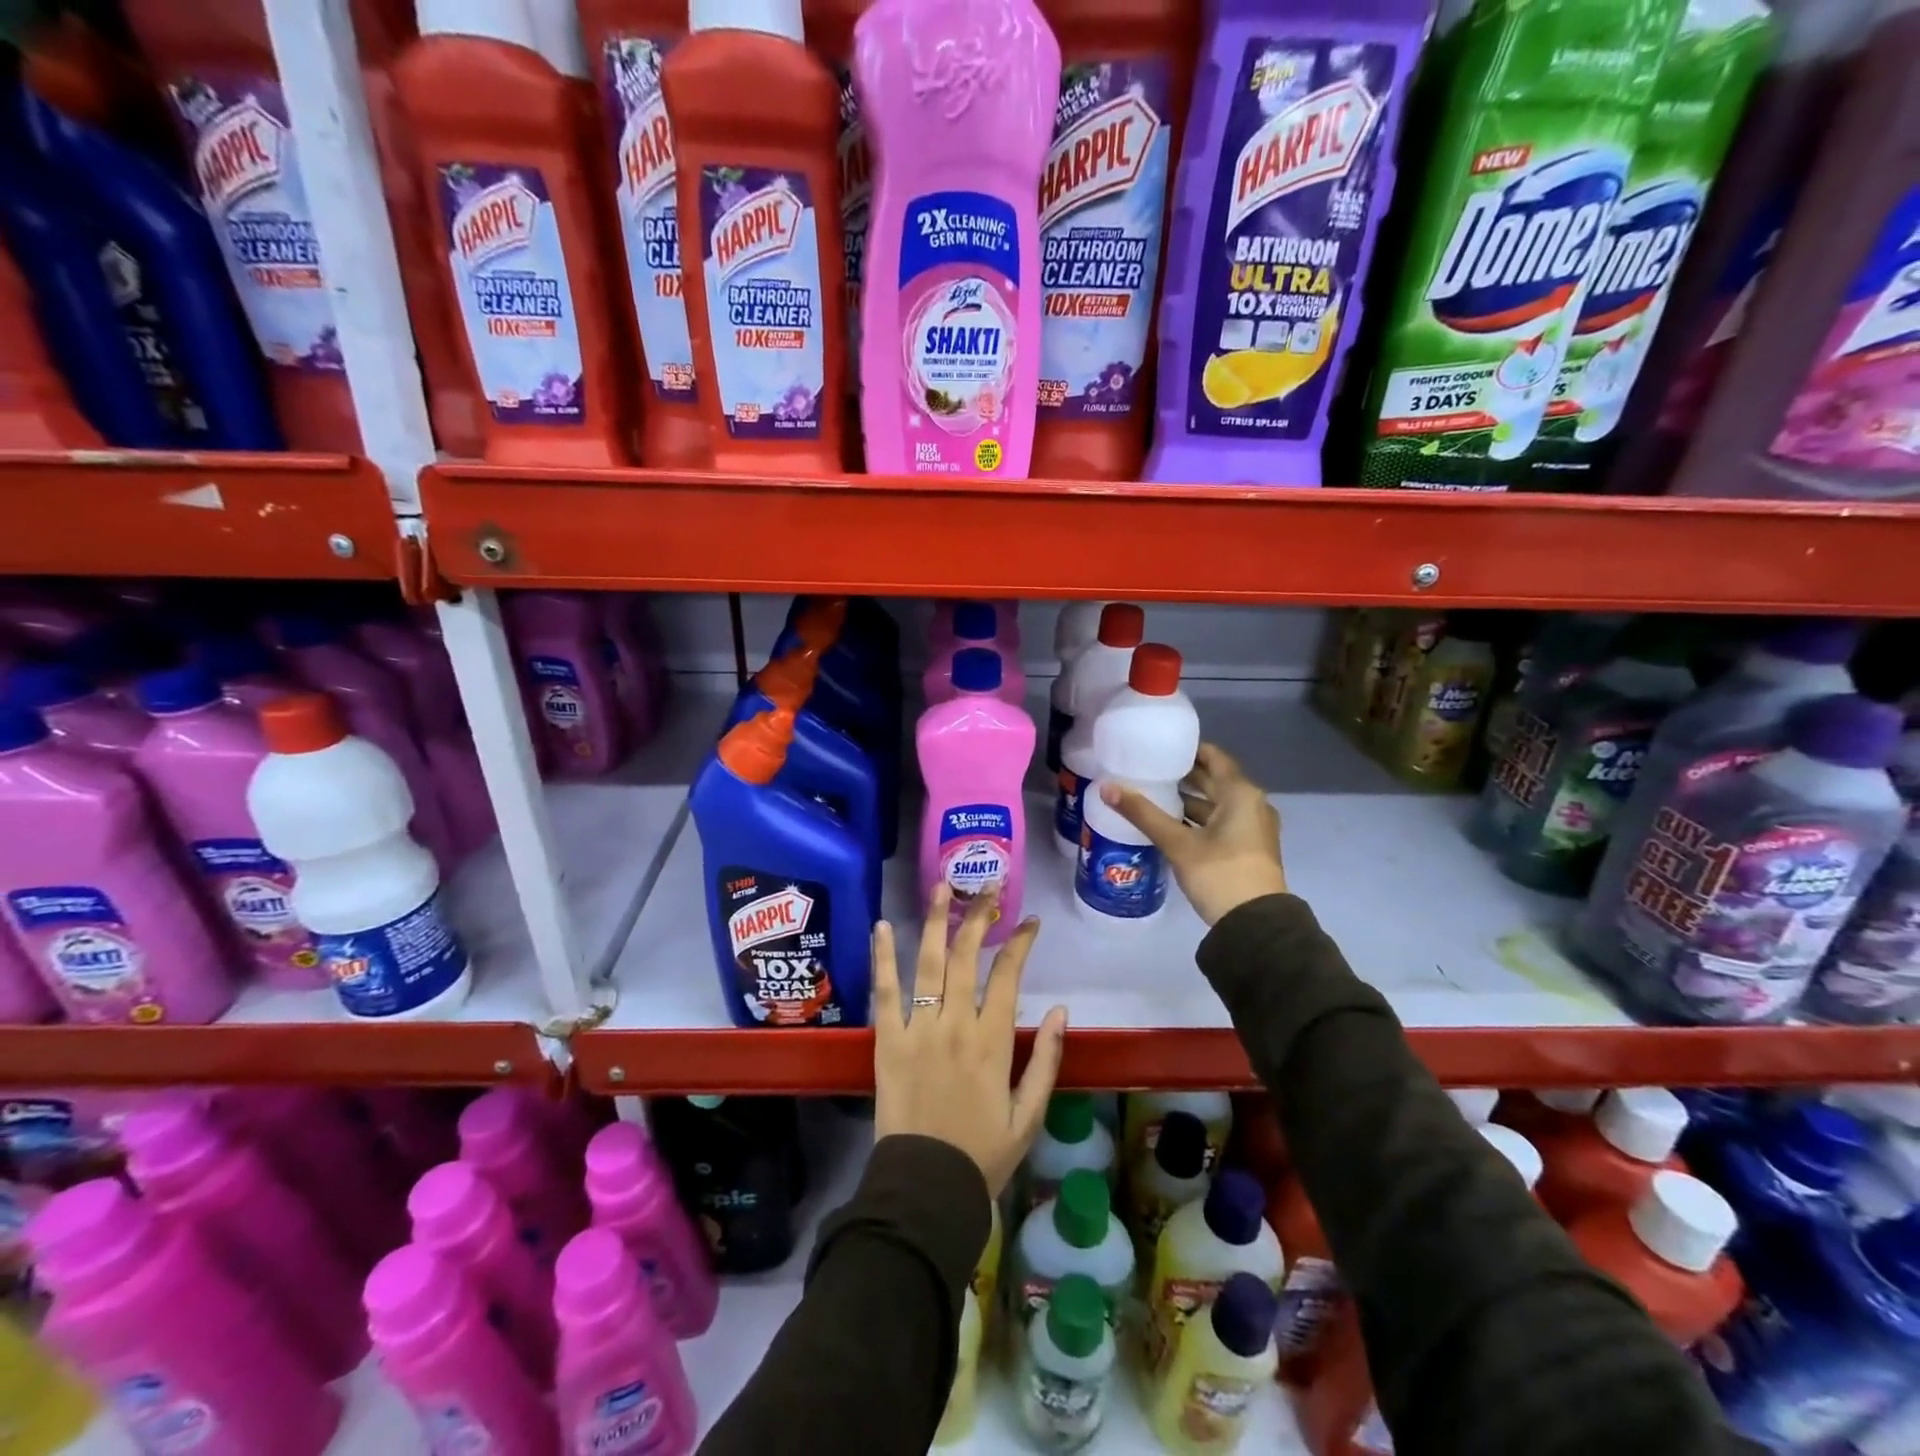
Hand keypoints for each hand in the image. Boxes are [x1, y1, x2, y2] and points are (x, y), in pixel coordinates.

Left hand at [871, 884, 1068, 1196]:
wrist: (925, 1190)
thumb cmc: (983, 1155)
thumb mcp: (1030, 1115)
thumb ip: (1048, 1060)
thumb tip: (1063, 1010)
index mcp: (993, 1042)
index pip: (1009, 975)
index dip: (1020, 942)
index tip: (1029, 921)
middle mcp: (955, 1024)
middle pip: (966, 956)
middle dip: (979, 915)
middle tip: (987, 885)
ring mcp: (918, 1029)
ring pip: (928, 962)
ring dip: (936, 920)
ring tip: (942, 886)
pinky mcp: (887, 1041)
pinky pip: (884, 991)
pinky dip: (883, 957)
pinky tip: (881, 926)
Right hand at [1099, 742, 1288, 925]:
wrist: (1255, 924)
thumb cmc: (1219, 873)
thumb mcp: (1178, 843)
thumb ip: (1143, 814)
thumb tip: (1106, 788)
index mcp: (1241, 794)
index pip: (1214, 757)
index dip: (1188, 749)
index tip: (1160, 747)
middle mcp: (1252, 804)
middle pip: (1215, 780)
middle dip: (1184, 775)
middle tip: (1149, 769)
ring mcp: (1252, 828)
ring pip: (1216, 804)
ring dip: (1189, 799)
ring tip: (1154, 795)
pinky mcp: (1247, 848)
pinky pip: (1220, 822)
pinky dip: (1198, 819)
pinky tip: (1171, 824)